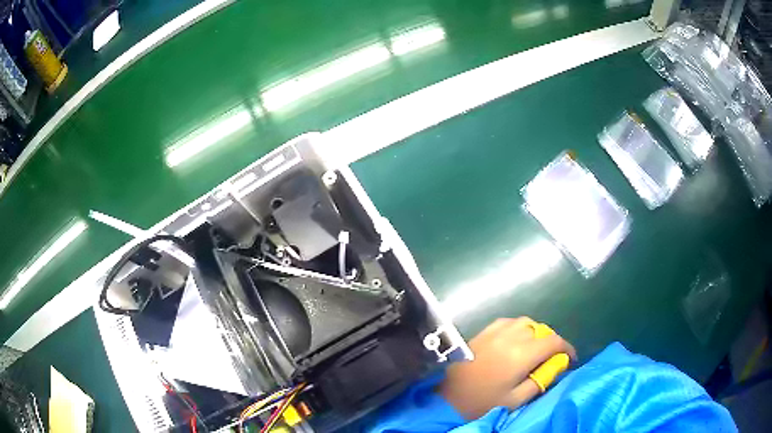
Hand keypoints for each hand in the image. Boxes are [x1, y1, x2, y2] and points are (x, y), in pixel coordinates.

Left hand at [438, 317, 575, 418]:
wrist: (447, 400)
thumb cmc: (483, 403)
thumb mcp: (516, 399)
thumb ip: (541, 380)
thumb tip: (557, 365)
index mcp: (521, 354)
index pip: (554, 341)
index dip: (566, 348)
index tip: (570, 359)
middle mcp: (510, 337)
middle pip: (540, 330)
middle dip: (550, 342)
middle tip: (549, 358)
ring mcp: (494, 332)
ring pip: (524, 322)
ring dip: (534, 333)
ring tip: (533, 349)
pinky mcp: (481, 333)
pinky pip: (506, 322)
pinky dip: (517, 328)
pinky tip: (514, 341)